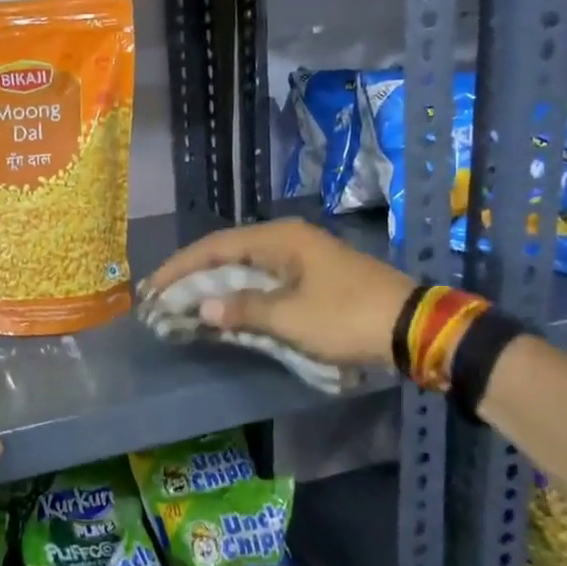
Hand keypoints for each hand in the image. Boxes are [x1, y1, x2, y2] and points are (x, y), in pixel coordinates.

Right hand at [143, 219, 415, 368]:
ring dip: (215, 285)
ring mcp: (301, 256)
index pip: (215, 246)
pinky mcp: (312, 275)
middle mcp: (286, 239)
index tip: (153, 287)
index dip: (181, 267)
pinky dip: (239, 293)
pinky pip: (263, 279)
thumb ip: (244, 310)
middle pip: (227, 252)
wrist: (413, 326)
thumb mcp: (292, 318)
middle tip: (162, 296)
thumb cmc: (348, 317)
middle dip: (193, 275)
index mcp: (280, 239)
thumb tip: (204, 309)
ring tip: (184, 303)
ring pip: (244, 266)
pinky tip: (224, 309)